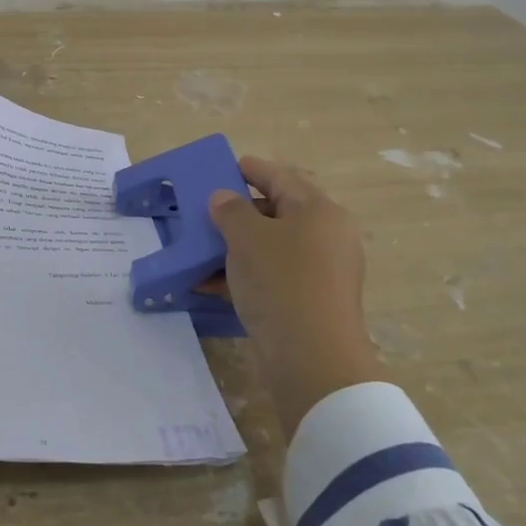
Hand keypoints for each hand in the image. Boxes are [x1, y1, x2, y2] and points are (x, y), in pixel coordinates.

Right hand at [209, 156, 382, 433]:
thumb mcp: (247, 238)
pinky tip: (208, 283)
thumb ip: (231, 211)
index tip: (225, 166)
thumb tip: (224, 198)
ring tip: (200, 248)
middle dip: (239, 211)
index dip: (251, 169)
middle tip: (205, 210)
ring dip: (235, 246)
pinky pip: (272, 276)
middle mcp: (326, 236)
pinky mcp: (310, 301)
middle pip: (277, 212)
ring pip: (272, 247)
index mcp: (318, 211)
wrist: (313, 360)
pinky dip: (243, 274)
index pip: (281, 177)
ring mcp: (321, 272)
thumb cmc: (281, 283)